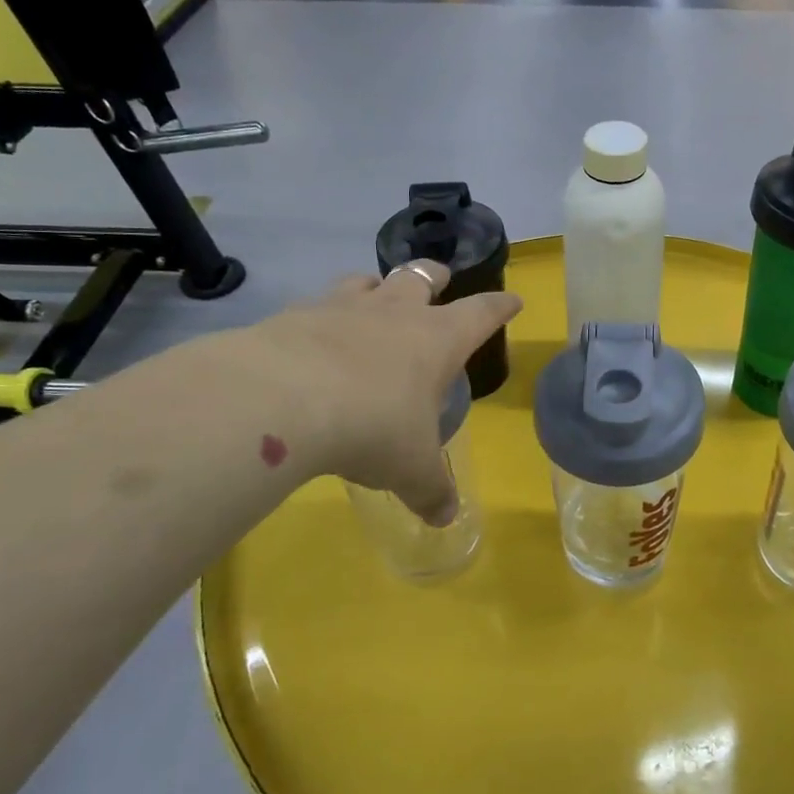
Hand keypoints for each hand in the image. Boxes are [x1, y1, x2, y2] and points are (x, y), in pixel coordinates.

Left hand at [239, 266, 521, 523]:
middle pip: (421, 277)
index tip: (513, 300)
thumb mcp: (411, 470)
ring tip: (375, 293)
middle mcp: (394, 312)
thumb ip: (431, 491)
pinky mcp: (294, 315)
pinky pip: (315, 305)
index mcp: (437, 340)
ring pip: (366, 281)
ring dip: (376, 285)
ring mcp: (341, 308)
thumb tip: (445, 517)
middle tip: (440, 278)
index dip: (500, 307)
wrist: (280, 400)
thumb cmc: (372, 428)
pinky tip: (312, 334)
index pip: (482, 313)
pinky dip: (322, 315)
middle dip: (434, 276)